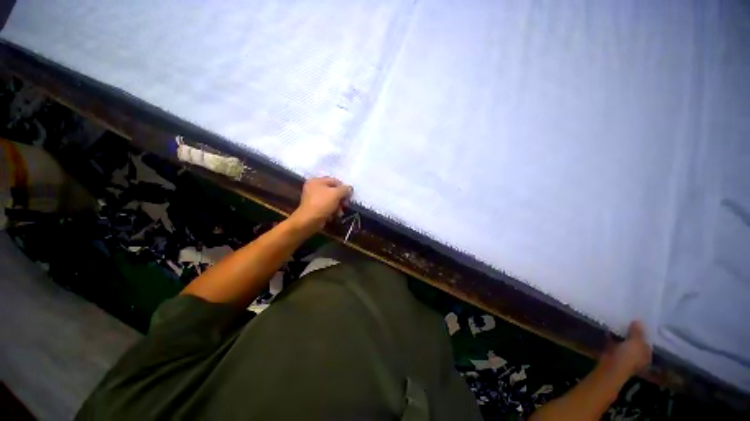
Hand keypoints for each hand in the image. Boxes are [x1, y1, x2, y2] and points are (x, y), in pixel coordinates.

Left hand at [290, 177, 352, 231]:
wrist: (309, 221)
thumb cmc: (321, 204)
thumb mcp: (336, 194)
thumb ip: (345, 189)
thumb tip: (350, 188)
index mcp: (316, 181)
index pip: (334, 180)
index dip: (343, 187)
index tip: (349, 196)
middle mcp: (313, 188)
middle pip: (332, 191)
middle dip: (340, 199)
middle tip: (345, 205)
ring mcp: (313, 199)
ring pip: (330, 200)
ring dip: (337, 206)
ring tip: (339, 213)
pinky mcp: (314, 209)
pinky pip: (326, 207)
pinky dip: (331, 211)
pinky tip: (333, 216)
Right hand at [602, 321, 651, 376]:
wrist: (609, 372)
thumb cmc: (628, 357)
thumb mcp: (636, 339)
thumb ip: (638, 330)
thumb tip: (637, 322)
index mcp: (646, 356)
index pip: (648, 344)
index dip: (646, 334)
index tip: (643, 322)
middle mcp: (636, 360)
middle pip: (636, 346)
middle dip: (634, 336)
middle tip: (633, 321)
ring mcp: (623, 361)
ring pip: (625, 347)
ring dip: (623, 338)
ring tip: (623, 324)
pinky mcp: (611, 360)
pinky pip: (614, 347)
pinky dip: (612, 341)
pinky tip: (612, 331)